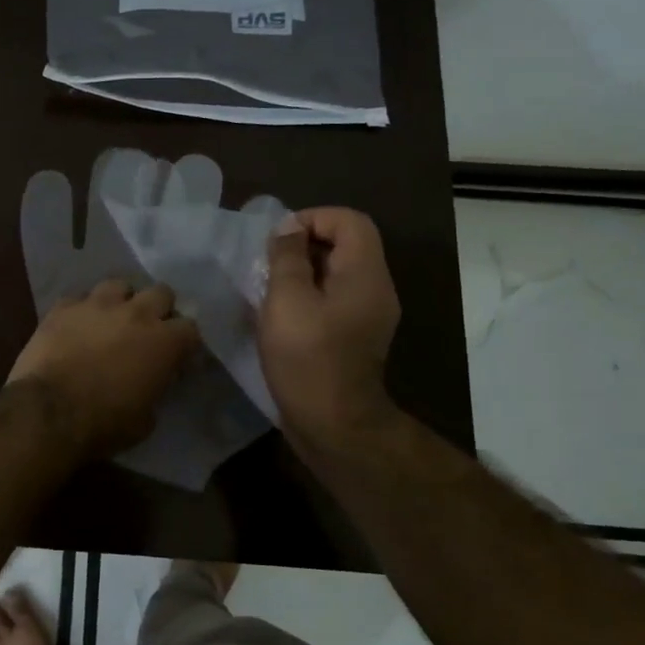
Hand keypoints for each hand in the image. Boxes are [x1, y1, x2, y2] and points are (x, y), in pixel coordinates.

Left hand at [8, 280, 199, 457]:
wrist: (48, 411)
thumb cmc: (104, 423)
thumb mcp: (145, 420)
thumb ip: (155, 390)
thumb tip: (151, 383)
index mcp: (164, 342)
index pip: (190, 328)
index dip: (184, 342)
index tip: (177, 356)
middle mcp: (136, 313)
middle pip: (161, 292)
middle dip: (159, 309)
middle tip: (148, 331)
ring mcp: (97, 304)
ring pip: (119, 285)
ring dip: (121, 301)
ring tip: (111, 320)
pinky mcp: (63, 306)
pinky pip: (79, 298)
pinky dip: (82, 311)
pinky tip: (76, 326)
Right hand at [258, 208, 400, 445]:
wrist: (334, 425)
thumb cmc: (308, 358)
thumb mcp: (287, 300)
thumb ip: (287, 257)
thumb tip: (288, 228)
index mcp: (365, 274)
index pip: (349, 221)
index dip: (313, 219)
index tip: (279, 241)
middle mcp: (375, 288)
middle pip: (345, 244)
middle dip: (304, 245)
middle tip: (269, 264)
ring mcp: (368, 314)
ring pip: (337, 272)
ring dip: (302, 272)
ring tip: (269, 288)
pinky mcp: (356, 335)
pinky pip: (334, 298)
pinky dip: (308, 295)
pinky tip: (280, 315)